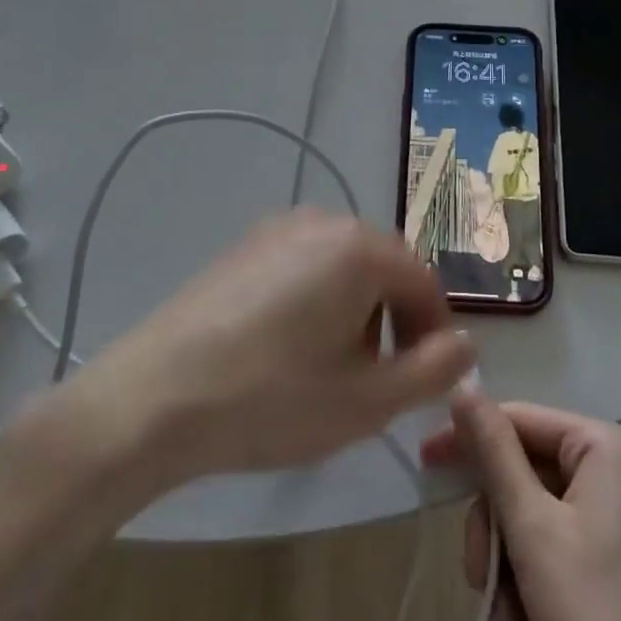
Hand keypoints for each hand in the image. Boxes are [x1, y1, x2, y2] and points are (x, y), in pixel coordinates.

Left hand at [14, 209, 474, 495]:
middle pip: (384, 268)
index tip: (423, 383)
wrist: (154, 397)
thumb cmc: (271, 398)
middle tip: (376, 382)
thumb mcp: (367, 401)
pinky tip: (286, 348)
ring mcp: (278, 227)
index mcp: (360, 247)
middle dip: (393, 321)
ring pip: (344, 266)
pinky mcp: (244, 245)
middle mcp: (324, 220)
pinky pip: (304, 265)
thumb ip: (433, 370)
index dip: (434, 334)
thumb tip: (466, 344)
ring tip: (329, 369)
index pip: (424, 283)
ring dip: (356, 311)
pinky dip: (316, 300)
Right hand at [422, 393, 620, 620]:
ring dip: (512, 573)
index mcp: (609, 446)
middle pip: (530, 476)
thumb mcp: (532, 529)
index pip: (523, 420)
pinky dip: (538, 589)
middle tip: (478, 582)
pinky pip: (566, 549)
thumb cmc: (598, 615)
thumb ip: (494, 453)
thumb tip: (463, 386)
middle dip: (497, 535)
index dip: (470, 440)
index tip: (425, 462)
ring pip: (542, 519)